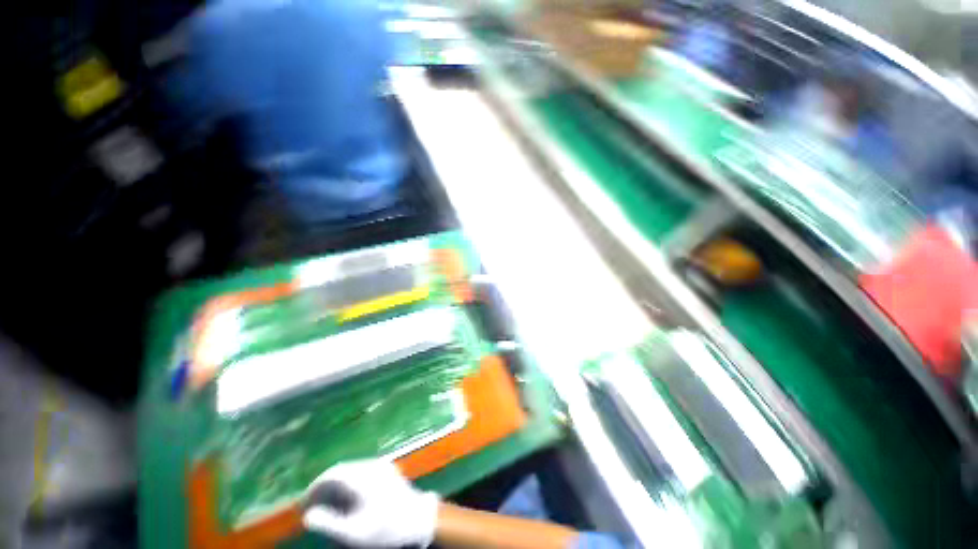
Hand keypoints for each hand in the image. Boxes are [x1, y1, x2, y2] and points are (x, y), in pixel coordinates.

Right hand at [302, 459, 439, 547]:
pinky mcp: (387, 469)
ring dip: (337, 483)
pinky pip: (362, 470)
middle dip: (326, 485)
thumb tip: (308, 515)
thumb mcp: (355, 532)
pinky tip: (347, 498)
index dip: (316, 486)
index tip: (305, 501)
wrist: (417, 518)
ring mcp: (381, 465)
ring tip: (327, 503)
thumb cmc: (386, 528)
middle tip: (313, 504)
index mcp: (363, 477)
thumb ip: (329, 523)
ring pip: (352, 469)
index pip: (333, 473)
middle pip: (342, 470)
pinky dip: (350, 481)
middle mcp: (372, 465)